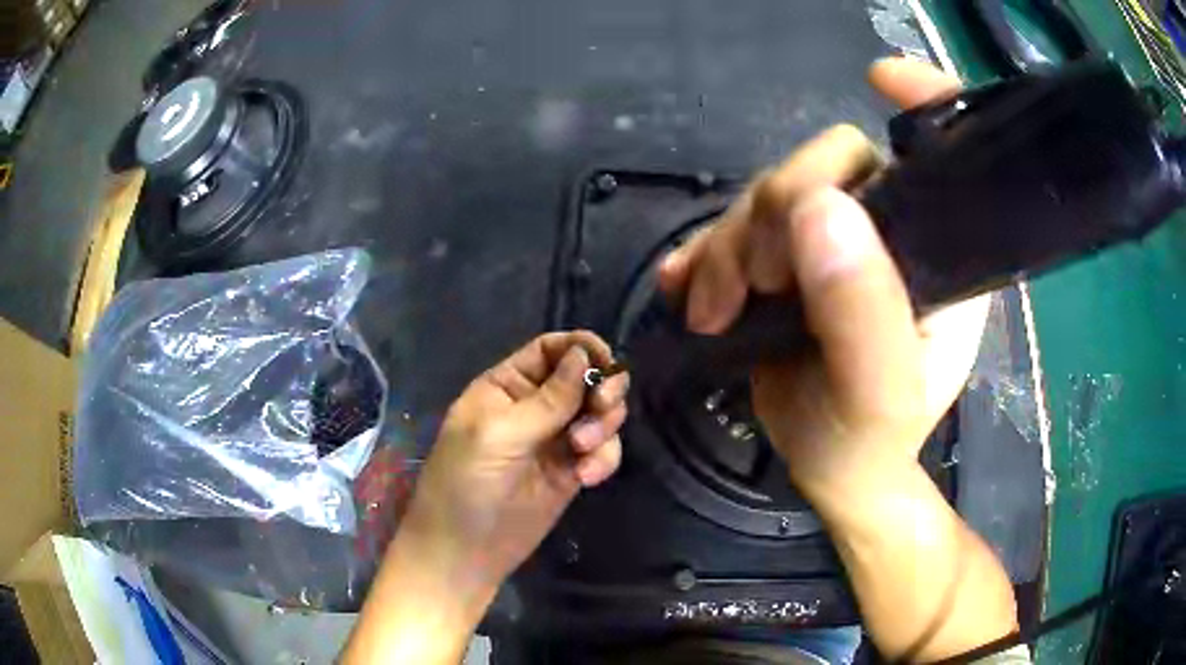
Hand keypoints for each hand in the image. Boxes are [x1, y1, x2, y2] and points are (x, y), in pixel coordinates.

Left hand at [343, 332, 627, 663]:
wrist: (465, 551)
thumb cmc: (466, 483)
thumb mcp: (499, 434)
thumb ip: (547, 399)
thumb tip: (584, 354)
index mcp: (507, 386)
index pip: (550, 350)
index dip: (581, 347)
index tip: (607, 363)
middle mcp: (534, 406)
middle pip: (585, 377)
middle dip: (601, 389)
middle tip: (601, 408)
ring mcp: (555, 440)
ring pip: (600, 413)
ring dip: (604, 425)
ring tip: (583, 451)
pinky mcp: (572, 471)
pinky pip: (603, 451)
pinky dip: (604, 458)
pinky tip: (587, 478)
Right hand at [657, 58, 989, 495]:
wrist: (832, 469)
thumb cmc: (870, 439)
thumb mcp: (875, 390)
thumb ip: (861, 307)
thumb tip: (818, 206)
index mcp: (940, 249)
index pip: (944, 151)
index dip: (923, 101)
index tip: (880, 79)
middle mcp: (893, 229)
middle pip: (829, 164)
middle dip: (774, 215)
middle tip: (750, 285)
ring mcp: (837, 239)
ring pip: (770, 194)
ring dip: (727, 246)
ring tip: (712, 309)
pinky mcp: (790, 258)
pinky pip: (737, 226)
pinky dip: (704, 254)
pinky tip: (687, 292)